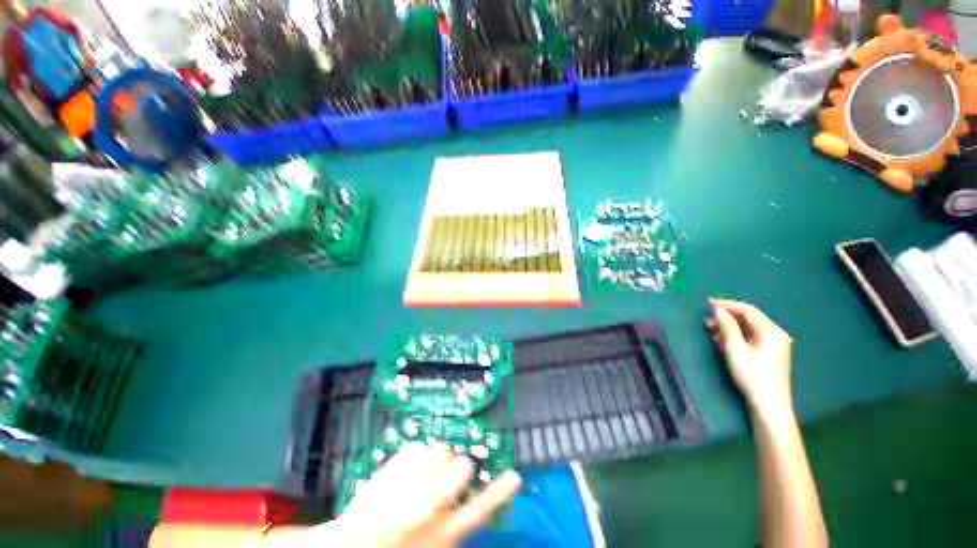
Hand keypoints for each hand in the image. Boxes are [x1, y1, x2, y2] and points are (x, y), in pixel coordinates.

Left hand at [330, 443, 521, 547]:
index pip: (481, 508)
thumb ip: (453, 523)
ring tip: (423, 472)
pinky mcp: (393, 465)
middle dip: (460, 467)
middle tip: (449, 474)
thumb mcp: (433, 543)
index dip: (500, 492)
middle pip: (462, 467)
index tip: (515, 475)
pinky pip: (417, 446)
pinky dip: (416, 453)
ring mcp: (410, 480)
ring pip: (440, 450)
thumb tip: (467, 498)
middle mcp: (431, 503)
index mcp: (443, 532)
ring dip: (437, 458)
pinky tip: (406, 467)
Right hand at [706, 298, 793, 415]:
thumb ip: (727, 327)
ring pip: (748, 328)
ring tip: (710, 328)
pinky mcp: (769, 353)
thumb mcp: (735, 349)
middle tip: (707, 318)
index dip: (727, 305)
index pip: (747, 310)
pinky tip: (721, 340)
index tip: (707, 303)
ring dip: (729, 326)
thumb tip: (717, 309)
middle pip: (749, 318)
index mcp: (770, 331)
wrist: (768, 403)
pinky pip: (750, 337)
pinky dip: (735, 335)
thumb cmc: (752, 375)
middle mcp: (775, 334)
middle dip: (727, 316)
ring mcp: (773, 344)